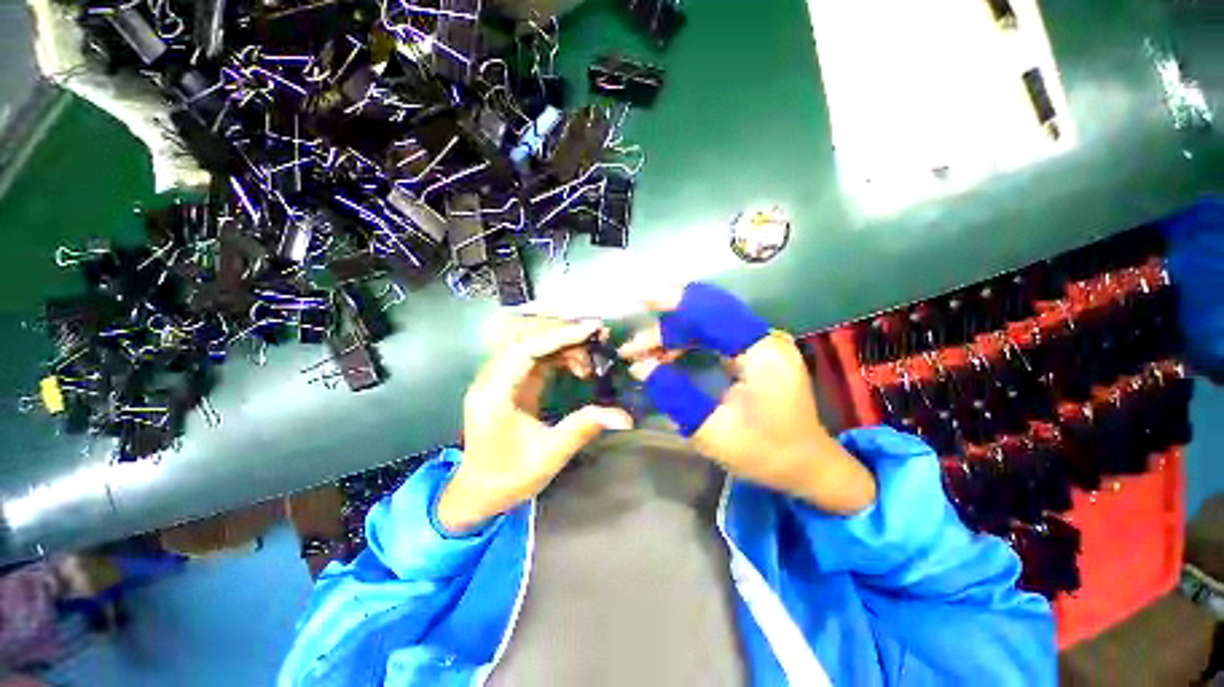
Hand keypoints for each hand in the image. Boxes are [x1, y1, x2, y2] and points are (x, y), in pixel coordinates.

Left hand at [438, 318, 632, 533]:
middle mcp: (491, 379)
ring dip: (562, 344)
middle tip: (597, 338)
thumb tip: (623, 416)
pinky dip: (559, 355)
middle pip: (525, 338)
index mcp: (494, 395)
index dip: (559, 335)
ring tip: (591, 359)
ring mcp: (498, 378)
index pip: (524, 349)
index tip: (591, 330)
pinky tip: (578, 367)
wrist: (479, 491)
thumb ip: (583, 428)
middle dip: (563, 334)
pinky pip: (535, 356)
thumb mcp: (549, 455)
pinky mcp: (509, 381)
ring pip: (530, 343)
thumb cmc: (509, 477)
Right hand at [620, 283, 875, 513]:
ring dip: (673, 336)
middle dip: (666, 327)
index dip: (675, 302)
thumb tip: (640, 368)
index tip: (642, 301)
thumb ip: (674, 394)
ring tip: (642, 354)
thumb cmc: (765, 452)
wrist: (807, 466)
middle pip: (707, 315)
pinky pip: (713, 337)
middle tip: (633, 347)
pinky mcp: (754, 353)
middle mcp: (763, 337)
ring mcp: (760, 344)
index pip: (713, 311)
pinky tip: (665, 357)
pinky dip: (686, 344)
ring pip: (707, 325)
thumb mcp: (712, 430)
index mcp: (761, 351)